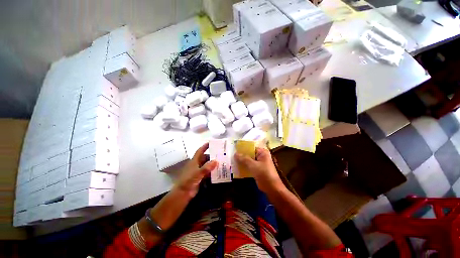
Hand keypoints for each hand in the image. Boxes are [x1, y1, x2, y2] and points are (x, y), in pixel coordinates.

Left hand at [174, 143, 217, 198]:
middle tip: (220, 154)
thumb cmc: (188, 181)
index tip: (211, 143)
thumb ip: (206, 167)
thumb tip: (216, 161)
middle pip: (205, 158)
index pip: (200, 151)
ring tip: (221, 162)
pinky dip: (212, 171)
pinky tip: (218, 172)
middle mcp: (196, 164)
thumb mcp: (198, 173)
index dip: (205, 146)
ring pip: (207, 165)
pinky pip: (208, 172)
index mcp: (194, 161)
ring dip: (213, 164)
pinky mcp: (200, 177)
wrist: (183, 193)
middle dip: (212, 156)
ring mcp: (198, 171)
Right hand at [234, 147, 283, 192]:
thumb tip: (235, 154)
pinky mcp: (257, 170)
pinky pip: (249, 166)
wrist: (272, 189)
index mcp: (262, 152)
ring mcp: (259, 163)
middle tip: (232, 155)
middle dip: (241, 155)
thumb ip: (244, 159)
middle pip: (249, 154)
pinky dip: (244, 166)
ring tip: (232, 161)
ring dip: (242, 161)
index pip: (251, 148)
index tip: (234, 149)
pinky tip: (237, 167)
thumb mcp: (253, 165)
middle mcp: (261, 156)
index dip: (243, 148)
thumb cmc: (264, 174)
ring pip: (249, 160)